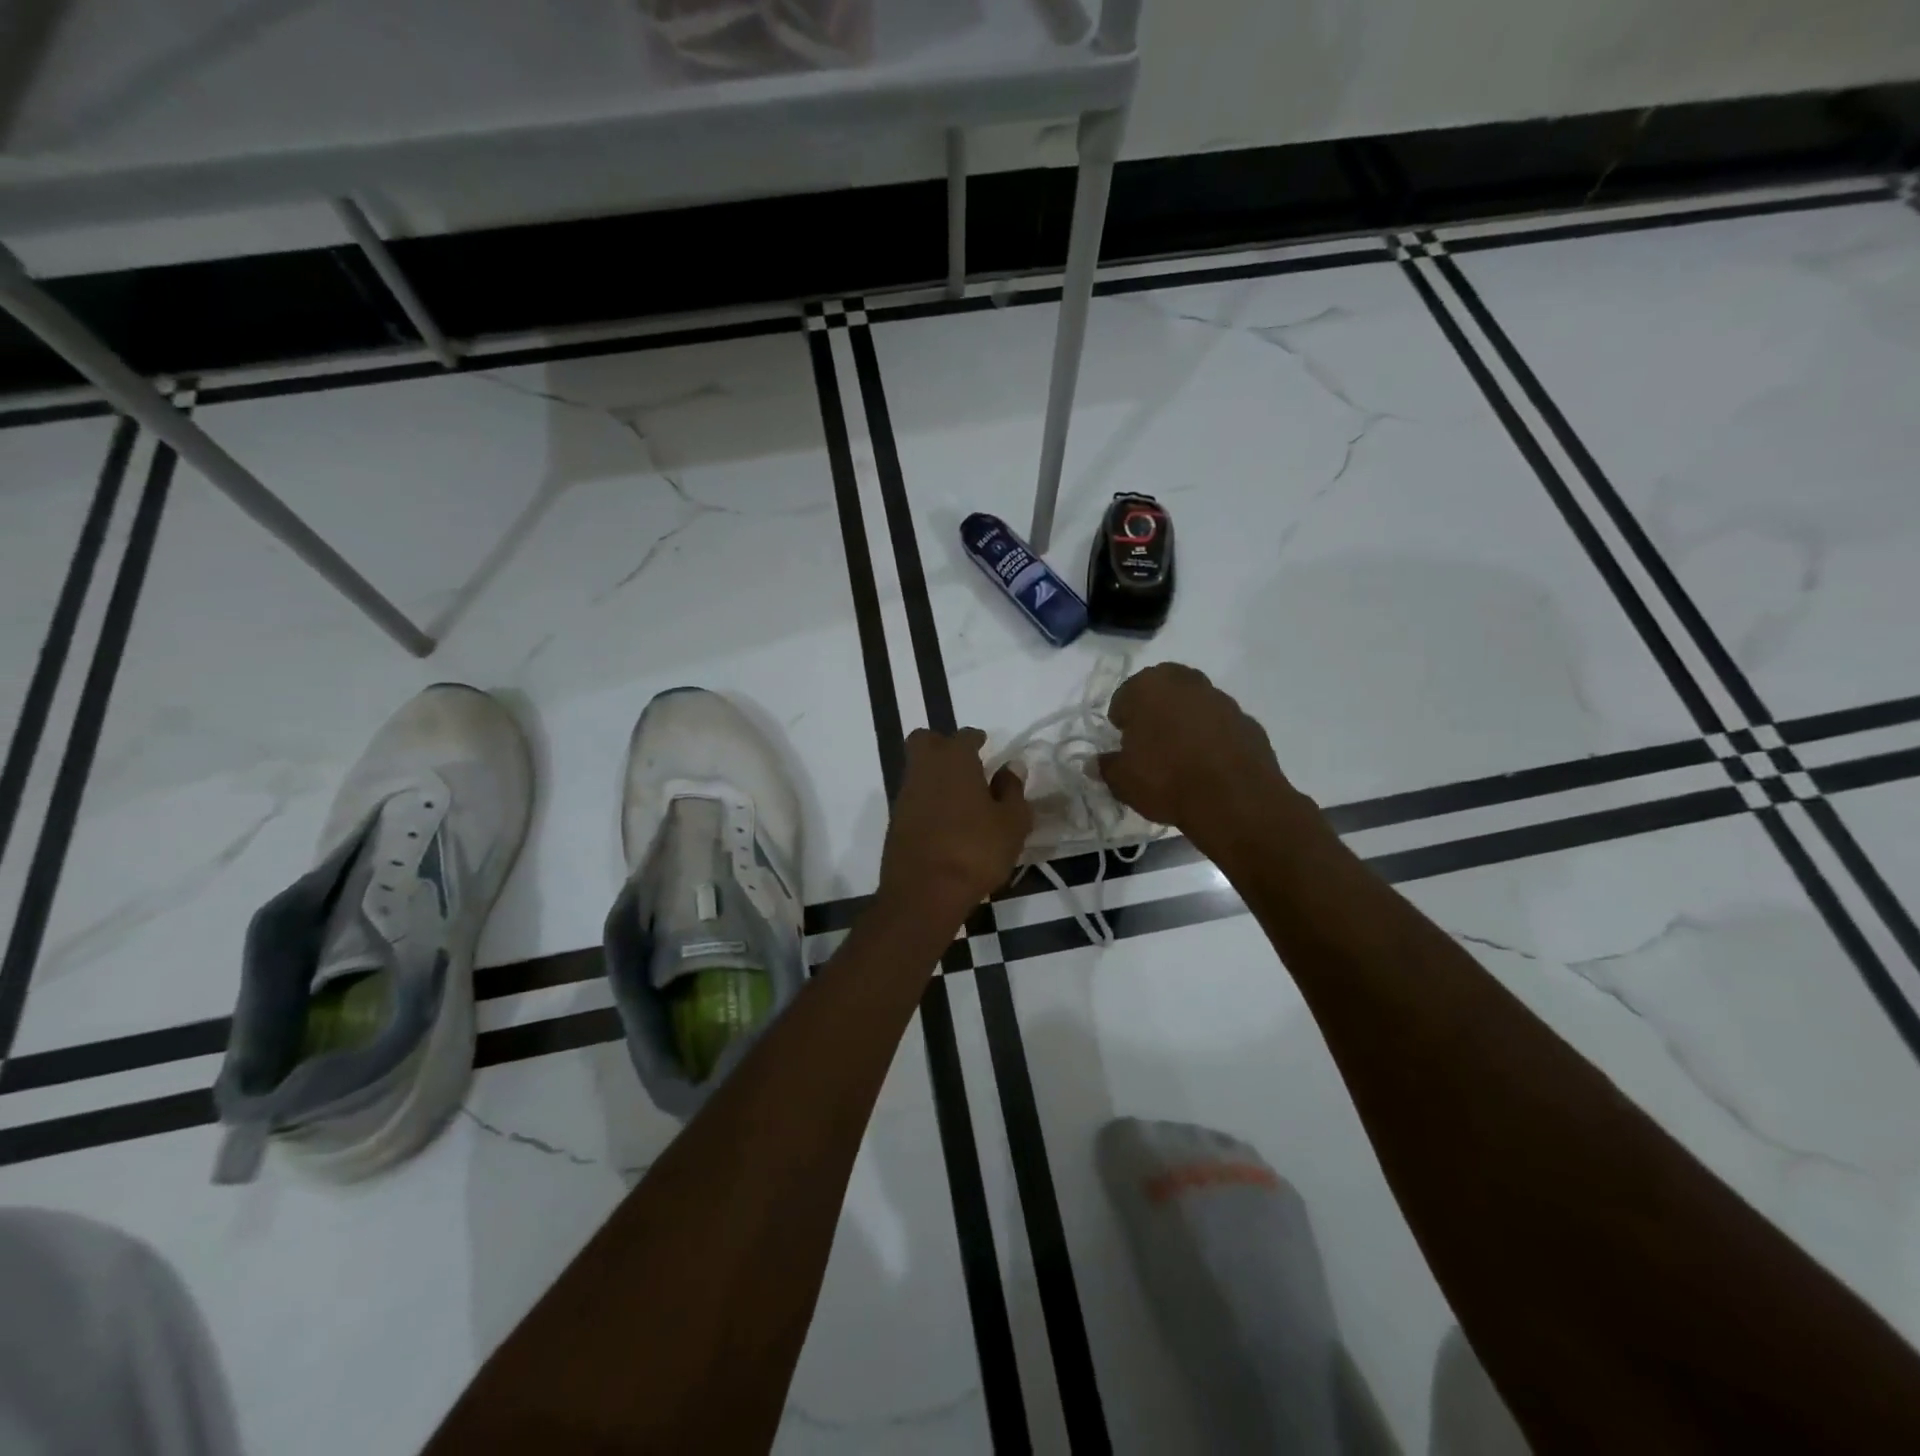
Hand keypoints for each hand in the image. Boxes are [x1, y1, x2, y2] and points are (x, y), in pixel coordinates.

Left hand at [879, 728, 1032, 917]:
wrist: (924, 893)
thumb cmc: (976, 851)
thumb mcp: (1011, 822)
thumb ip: (1012, 789)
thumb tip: (1011, 766)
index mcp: (954, 760)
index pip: (964, 736)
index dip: (976, 739)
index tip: (985, 745)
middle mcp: (924, 769)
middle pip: (925, 741)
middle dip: (941, 744)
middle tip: (964, 762)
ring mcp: (905, 796)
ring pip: (916, 769)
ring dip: (934, 774)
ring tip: (960, 796)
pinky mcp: (895, 822)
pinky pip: (912, 798)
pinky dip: (927, 800)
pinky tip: (945, 820)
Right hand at [1097, 663, 1289, 845]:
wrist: (1235, 800)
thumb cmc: (1166, 780)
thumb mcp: (1122, 781)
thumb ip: (1106, 767)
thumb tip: (1094, 763)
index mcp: (1150, 686)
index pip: (1125, 696)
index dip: (1121, 720)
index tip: (1123, 744)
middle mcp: (1187, 682)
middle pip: (1163, 691)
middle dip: (1154, 712)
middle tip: (1150, 745)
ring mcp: (1223, 700)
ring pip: (1195, 705)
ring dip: (1186, 723)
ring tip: (1181, 758)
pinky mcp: (1249, 722)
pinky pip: (1221, 726)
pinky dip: (1213, 738)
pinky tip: (1208, 766)